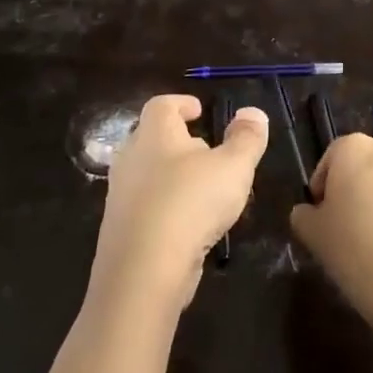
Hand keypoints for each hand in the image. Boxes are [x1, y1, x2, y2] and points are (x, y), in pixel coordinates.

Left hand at [92, 95, 268, 314]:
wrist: (144, 268)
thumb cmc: (191, 202)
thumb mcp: (233, 166)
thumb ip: (246, 138)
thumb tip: (252, 112)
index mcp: (154, 133)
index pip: (162, 104)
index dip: (181, 103)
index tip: (199, 110)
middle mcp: (131, 157)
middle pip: (151, 137)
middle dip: (177, 140)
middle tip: (205, 148)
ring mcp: (121, 193)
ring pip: (147, 173)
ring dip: (171, 174)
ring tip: (201, 187)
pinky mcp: (120, 227)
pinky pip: (145, 204)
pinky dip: (165, 204)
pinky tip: (188, 222)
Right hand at [290, 134, 372, 333]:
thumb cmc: (351, 245)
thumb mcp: (310, 230)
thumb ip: (303, 213)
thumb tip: (310, 212)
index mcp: (355, 148)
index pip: (330, 158)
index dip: (320, 186)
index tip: (318, 213)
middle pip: (360, 168)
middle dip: (348, 190)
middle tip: (337, 224)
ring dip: (372, 204)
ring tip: (362, 240)